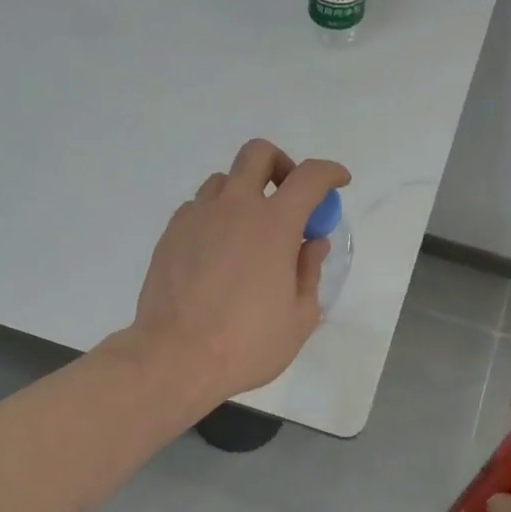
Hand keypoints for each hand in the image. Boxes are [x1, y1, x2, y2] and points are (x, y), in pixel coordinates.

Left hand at [123, 139, 349, 402]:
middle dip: (281, 166)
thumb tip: (313, 242)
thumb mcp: (298, 317)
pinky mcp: (170, 233)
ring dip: (245, 192)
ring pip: (224, 179)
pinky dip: (216, 215)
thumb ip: (310, 272)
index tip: (339, 182)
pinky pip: (198, 207)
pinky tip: (218, 251)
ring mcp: (197, 217)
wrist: (175, 357)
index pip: (310, 177)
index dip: (330, 173)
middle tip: (289, 198)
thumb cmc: (246, 344)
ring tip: (250, 231)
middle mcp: (234, 207)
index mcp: (274, 225)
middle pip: (258, 154)